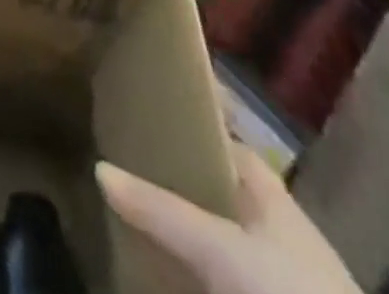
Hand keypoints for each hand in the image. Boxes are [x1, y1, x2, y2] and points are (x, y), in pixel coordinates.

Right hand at [97, 146, 361, 293]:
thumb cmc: (288, 291)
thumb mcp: (219, 248)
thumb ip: (161, 210)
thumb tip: (100, 167)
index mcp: (271, 195)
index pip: (225, 143)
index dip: (187, 126)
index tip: (143, 112)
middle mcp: (276, 229)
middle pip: (218, 192)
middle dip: (176, 180)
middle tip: (124, 162)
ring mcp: (277, 276)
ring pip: (220, 239)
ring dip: (184, 230)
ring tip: (132, 213)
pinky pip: (222, 277)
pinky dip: (194, 271)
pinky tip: (163, 269)